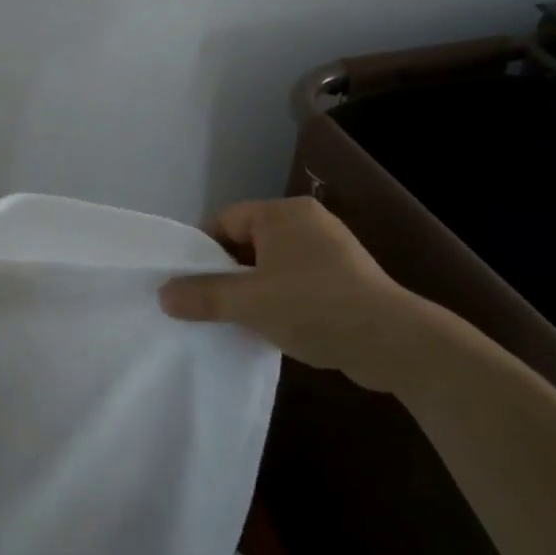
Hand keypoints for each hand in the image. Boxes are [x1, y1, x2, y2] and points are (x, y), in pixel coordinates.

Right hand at [159, 197, 464, 391]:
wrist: (391, 340)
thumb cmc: (313, 306)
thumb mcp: (249, 302)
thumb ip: (203, 296)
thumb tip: (164, 294)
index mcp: (283, 213)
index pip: (226, 220)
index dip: (202, 251)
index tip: (189, 284)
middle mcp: (306, 221)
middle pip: (248, 241)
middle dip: (226, 273)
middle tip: (209, 305)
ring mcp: (330, 248)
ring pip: (272, 263)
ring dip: (253, 289)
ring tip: (238, 319)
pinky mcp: (345, 276)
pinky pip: (297, 279)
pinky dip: (280, 298)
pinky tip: (274, 326)